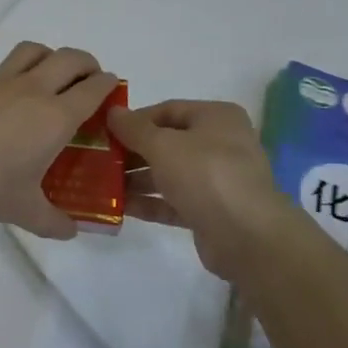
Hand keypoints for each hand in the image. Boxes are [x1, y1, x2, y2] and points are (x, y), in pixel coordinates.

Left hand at [0, 42, 119, 239]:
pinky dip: (17, 73)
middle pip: (69, 58)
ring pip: (34, 50)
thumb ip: (51, 221)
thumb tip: (71, 232)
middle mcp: (32, 90)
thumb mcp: (22, 210)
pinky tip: (8, 99)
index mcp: (54, 116)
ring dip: (51, 56)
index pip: (92, 88)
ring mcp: (0, 82)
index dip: (107, 84)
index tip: (112, 88)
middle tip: (89, 80)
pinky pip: (4, 68)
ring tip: (52, 76)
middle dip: (86, 63)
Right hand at [108, 99, 298, 270]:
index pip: (167, 110)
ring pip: (169, 173)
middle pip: (167, 142)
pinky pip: (173, 201)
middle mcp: (220, 144)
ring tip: (102, 184)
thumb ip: (134, 128)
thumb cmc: (205, 175)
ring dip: (136, 179)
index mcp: (216, 118)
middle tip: (100, 159)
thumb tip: (112, 112)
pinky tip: (120, 207)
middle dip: (132, 151)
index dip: (135, 119)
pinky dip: (149, 202)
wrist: (248, 237)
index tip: (105, 131)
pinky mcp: (210, 211)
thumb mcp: (163, 145)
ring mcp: (216, 180)